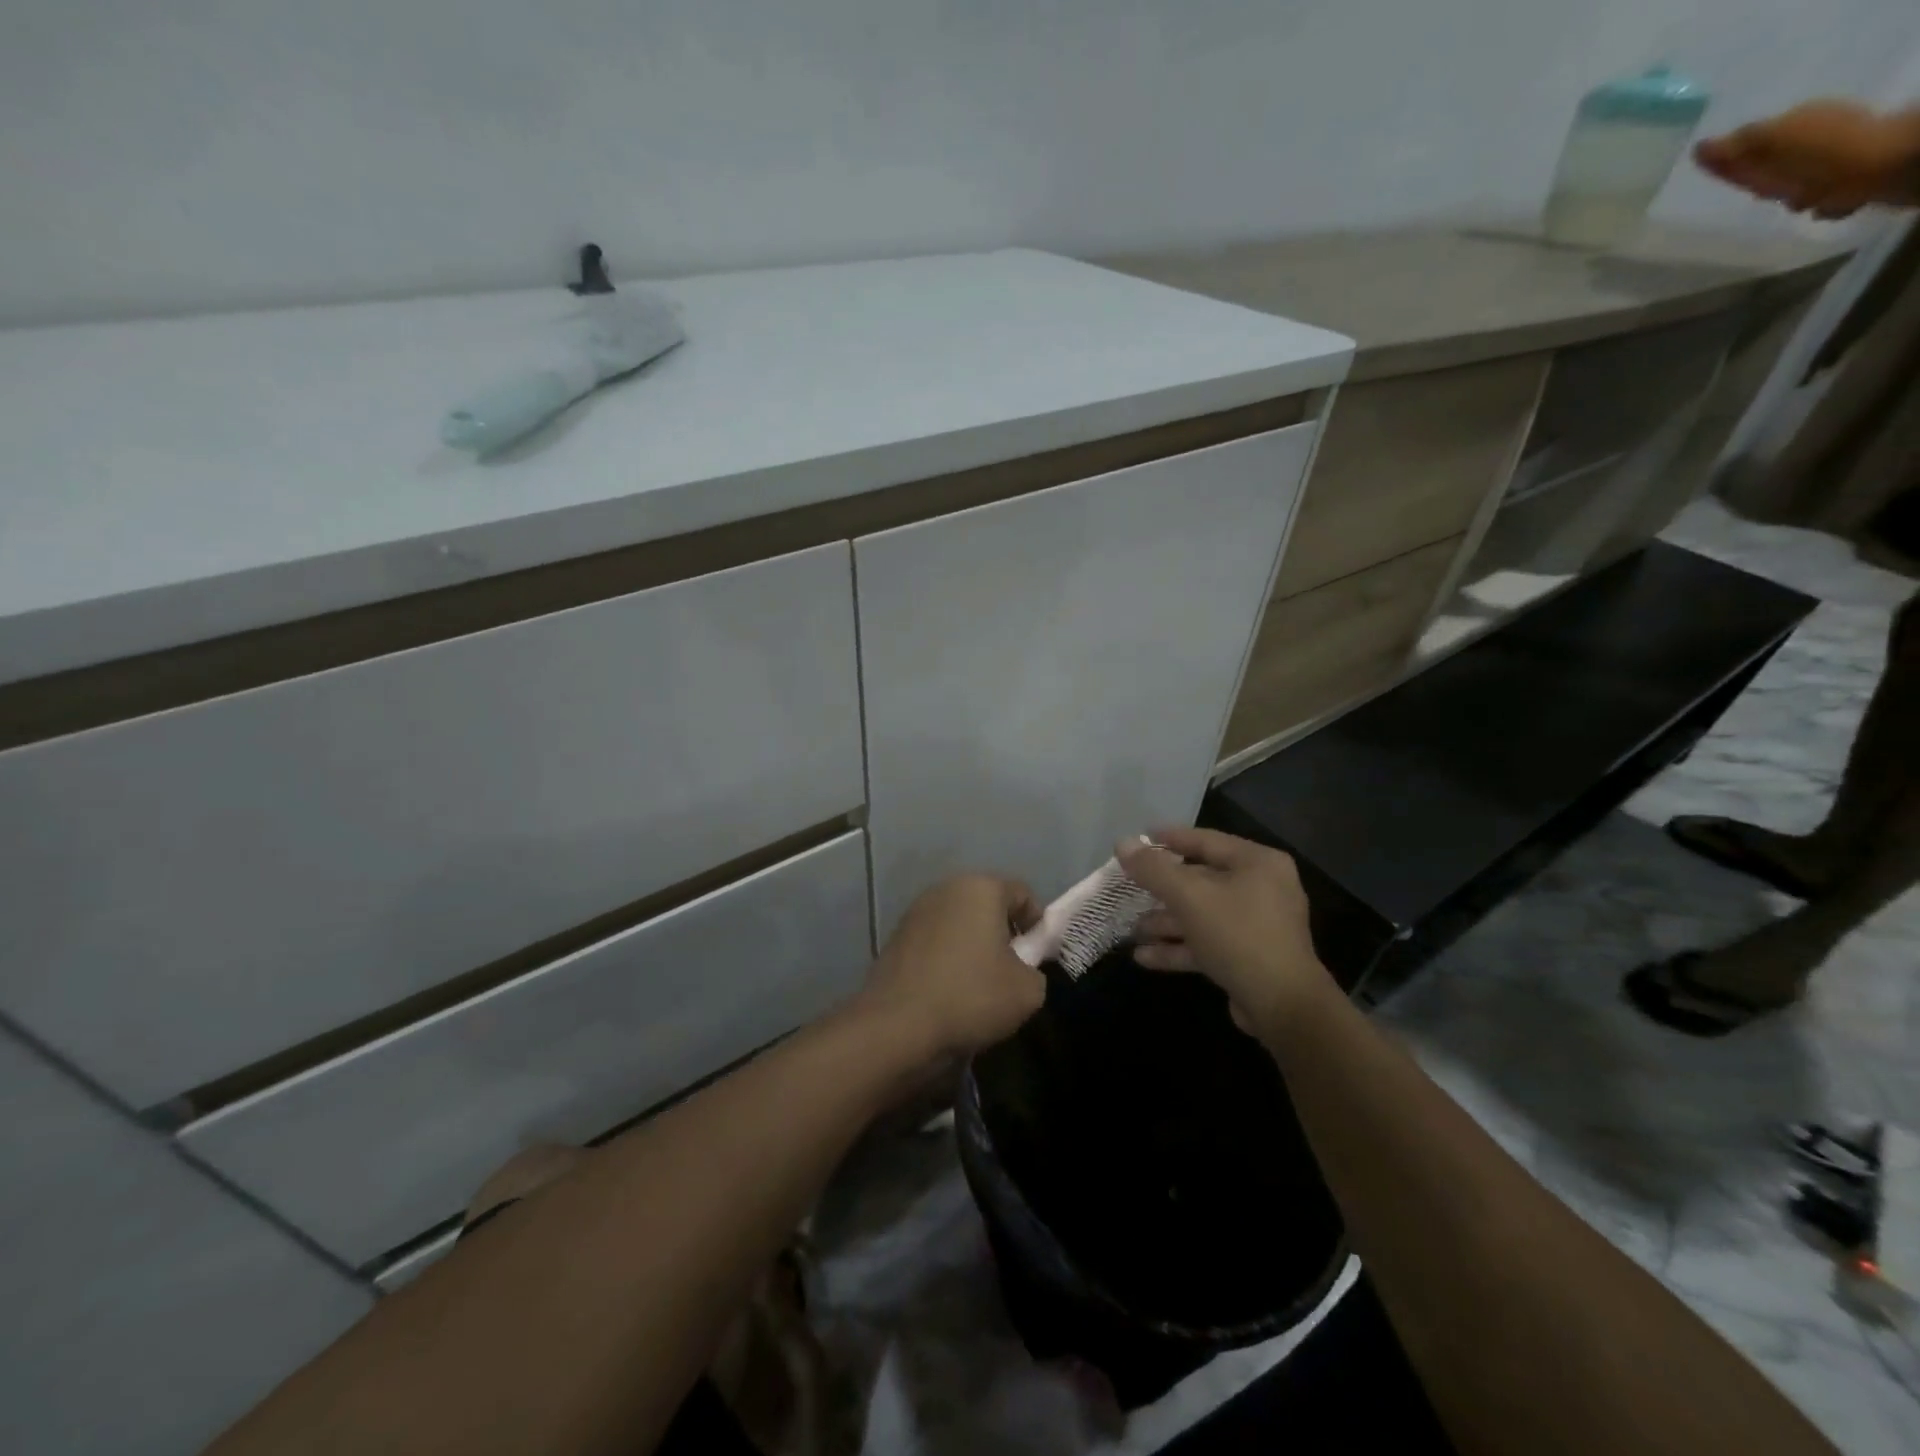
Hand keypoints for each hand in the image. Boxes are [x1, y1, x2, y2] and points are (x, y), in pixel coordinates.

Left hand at [859, 875, 1045, 1058]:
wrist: (896, 1026)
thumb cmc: (971, 996)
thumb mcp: (1027, 991)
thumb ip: (1036, 971)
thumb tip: (1022, 970)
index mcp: (981, 888)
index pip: (1022, 894)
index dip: (1037, 924)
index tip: (1038, 957)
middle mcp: (946, 889)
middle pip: (987, 905)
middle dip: (1003, 932)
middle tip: (1012, 970)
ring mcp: (916, 911)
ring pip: (959, 923)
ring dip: (973, 945)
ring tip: (979, 984)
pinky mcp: (896, 937)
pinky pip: (935, 941)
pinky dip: (947, 958)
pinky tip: (949, 990)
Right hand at [1117, 828, 1333, 1034]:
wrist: (1283, 1006)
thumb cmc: (1237, 935)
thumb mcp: (1189, 897)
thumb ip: (1153, 869)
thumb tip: (1122, 843)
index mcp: (1257, 863)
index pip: (1206, 841)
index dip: (1169, 838)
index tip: (1138, 838)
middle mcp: (1262, 888)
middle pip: (1201, 880)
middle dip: (1162, 890)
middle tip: (1129, 888)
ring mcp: (1257, 925)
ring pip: (1202, 914)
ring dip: (1166, 923)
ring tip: (1132, 930)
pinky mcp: (1249, 956)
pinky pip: (1208, 942)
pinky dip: (1179, 947)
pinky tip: (1144, 957)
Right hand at [1694, 100, 1919, 217]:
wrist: (1881, 166)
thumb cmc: (1818, 155)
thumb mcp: (1769, 143)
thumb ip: (1734, 146)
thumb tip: (1699, 147)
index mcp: (1797, 121)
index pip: (1749, 145)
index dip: (1728, 162)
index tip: (1711, 172)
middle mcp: (1818, 133)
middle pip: (1773, 164)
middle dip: (1760, 178)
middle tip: (1757, 191)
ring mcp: (1838, 155)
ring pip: (1798, 179)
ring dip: (1791, 192)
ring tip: (1794, 199)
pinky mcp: (1853, 176)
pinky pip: (1825, 191)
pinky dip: (1819, 200)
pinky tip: (1819, 205)